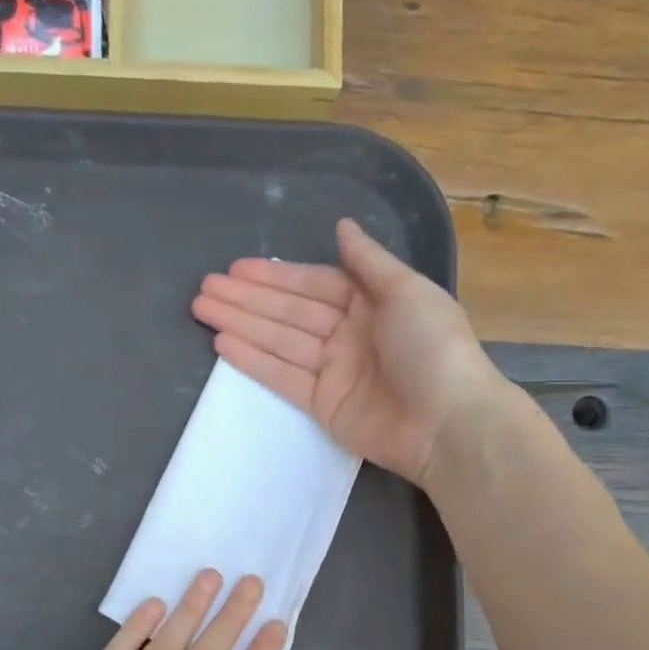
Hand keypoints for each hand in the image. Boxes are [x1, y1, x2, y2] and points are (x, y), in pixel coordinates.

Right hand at [192, 218, 505, 482]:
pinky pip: (282, 377)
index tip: (236, 270)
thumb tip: (342, 227)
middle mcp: (347, 334)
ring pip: (278, 341)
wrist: (446, 423)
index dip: (274, 276)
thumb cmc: (433, 347)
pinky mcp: (322, 405)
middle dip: (247, 299)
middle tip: (204, 289)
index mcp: (370, 304)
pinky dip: (254, 361)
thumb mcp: (407, 291)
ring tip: (202, 309)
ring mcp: (333, 372)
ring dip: (241, 324)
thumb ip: (369, 261)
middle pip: (288, 312)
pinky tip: (224, 344)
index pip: (312, 285)